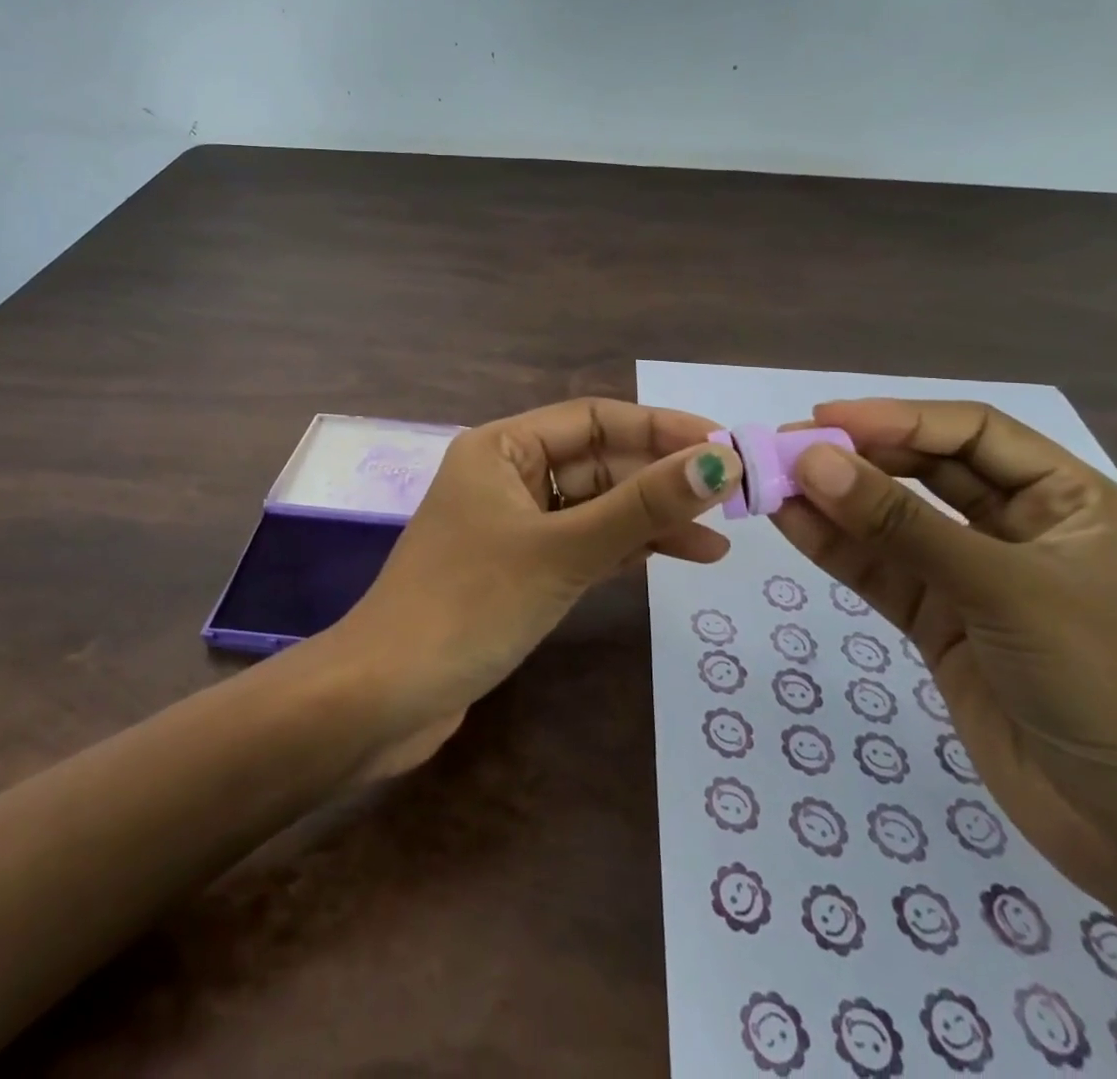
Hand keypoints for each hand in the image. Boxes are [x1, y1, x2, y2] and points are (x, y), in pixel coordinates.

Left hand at [325, 398, 743, 769]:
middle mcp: (506, 475)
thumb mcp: (563, 550)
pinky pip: (581, 543)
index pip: (594, 418)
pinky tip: (671, 558)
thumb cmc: (469, 606)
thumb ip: (642, 507)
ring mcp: (511, 524)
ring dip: (649, 519)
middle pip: (597, 463)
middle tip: (731, 498)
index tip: (723, 446)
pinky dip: (623, 550)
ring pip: (593, 507)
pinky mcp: (517, 569)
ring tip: (717, 543)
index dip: (660, 429)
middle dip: (660, 479)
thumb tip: (721, 462)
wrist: (385, 698)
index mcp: (501, 447)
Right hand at [770, 398, 1116, 909]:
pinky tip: (790, 523)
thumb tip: (810, 461)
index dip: (897, 418)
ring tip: (771, 483)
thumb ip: (901, 525)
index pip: (971, 434)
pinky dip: (837, 548)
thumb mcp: (1003, 591)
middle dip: (859, 459)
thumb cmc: (1106, 686)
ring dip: (836, 502)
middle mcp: (1019, 529)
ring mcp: (975, 579)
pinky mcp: (941, 624)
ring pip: (895, 523)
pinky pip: (882, 572)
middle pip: (927, 472)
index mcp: (1066, 501)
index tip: (824, 421)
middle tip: (787, 451)